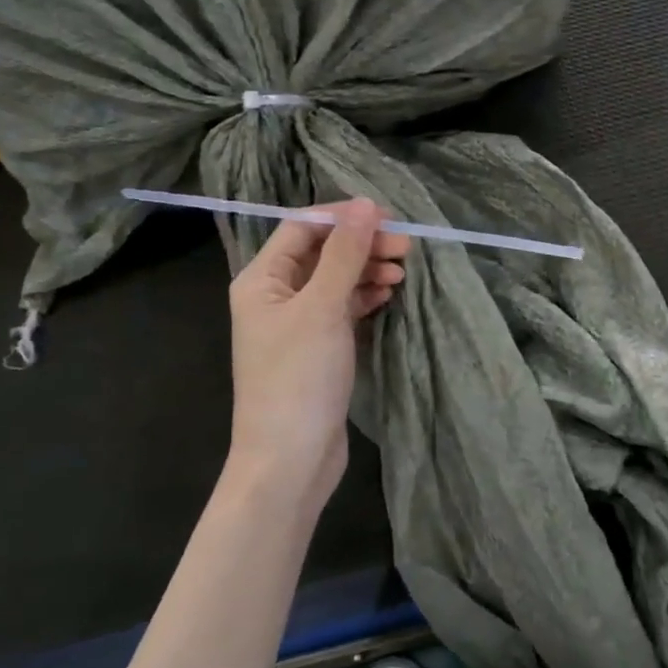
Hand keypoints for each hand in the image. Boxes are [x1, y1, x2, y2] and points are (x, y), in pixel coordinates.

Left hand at [226, 200, 409, 512]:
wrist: (289, 461)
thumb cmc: (298, 378)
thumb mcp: (323, 308)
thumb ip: (345, 254)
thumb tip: (366, 205)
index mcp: (261, 279)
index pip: (303, 228)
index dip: (344, 218)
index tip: (388, 218)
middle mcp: (274, 296)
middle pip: (321, 253)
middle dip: (362, 245)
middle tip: (405, 248)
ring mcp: (296, 324)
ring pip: (335, 280)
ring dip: (367, 270)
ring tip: (402, 272)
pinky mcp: (316, 348)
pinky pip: (342, 308)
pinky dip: (364, 297)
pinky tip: (388, 295)